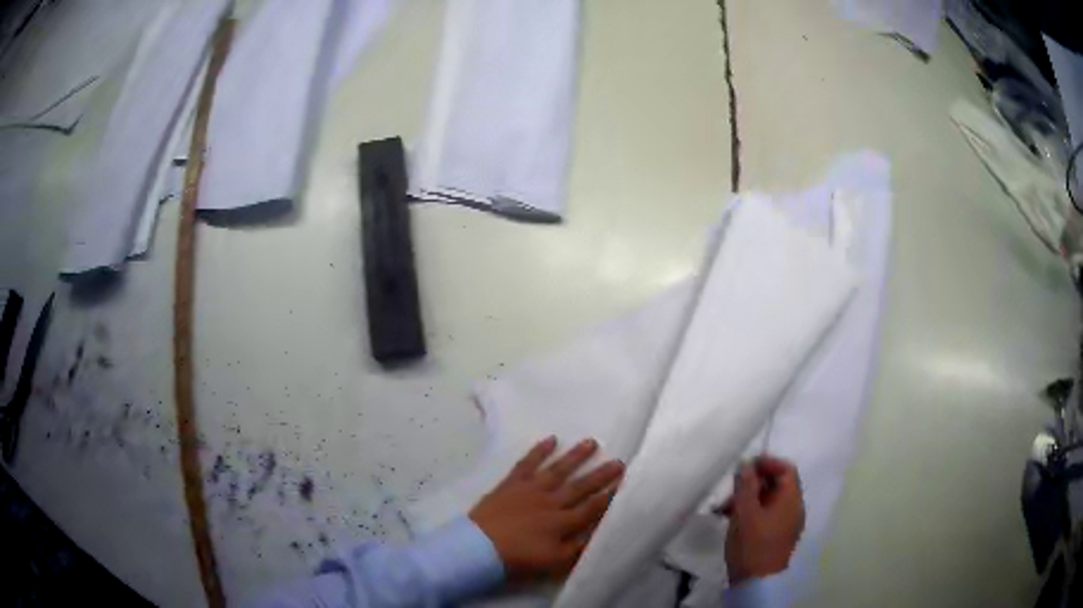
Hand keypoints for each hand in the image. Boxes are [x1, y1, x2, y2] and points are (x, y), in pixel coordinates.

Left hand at [469, 436, 623, 581]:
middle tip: (619, 461)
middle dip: (600, 475)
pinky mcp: (510, 484)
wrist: (478, 548)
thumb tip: (599, 533)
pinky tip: (551, 439)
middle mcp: (550, 502)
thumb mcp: (554, 562)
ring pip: (557, 470)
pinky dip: (538, 451)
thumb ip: (578, 547)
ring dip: (575, 457)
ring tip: (591, 442)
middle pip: (580, 487)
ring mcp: (530, 490)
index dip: (609, 496)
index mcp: (562, 523)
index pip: (592, 508)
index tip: (625, 483)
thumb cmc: (517, 559)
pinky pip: (527, 464)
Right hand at [721, 455, 804, 584]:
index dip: (767, 463)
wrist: (757, 582)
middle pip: (778, 484)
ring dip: (749, 498)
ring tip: (726, 508)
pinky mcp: (777, 536)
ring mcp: (786, 523)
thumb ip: (746, 486)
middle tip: (732, 489)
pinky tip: (733, 520)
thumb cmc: (753, 544)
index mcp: (792, 499)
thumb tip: (747, 464)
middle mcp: (794, 508)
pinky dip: (751, 512)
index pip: (786, 469)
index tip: (745, 466)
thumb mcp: (745, 512)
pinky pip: (767, 514)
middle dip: (753, 483)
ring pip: (769, 500)